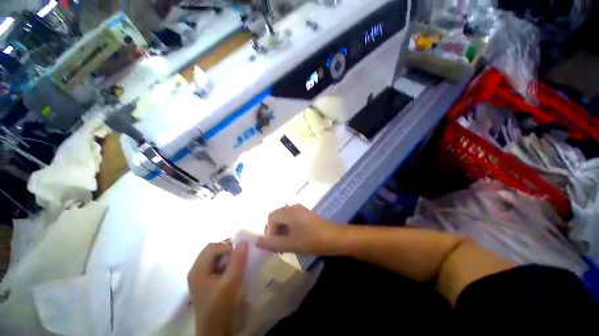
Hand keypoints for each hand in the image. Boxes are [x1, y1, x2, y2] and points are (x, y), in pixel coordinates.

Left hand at [188, 242, 247, 335]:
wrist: (215, 330)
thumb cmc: (220, 306)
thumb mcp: (231, 283)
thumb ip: (237, 261)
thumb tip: (244, 242)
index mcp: (198, 270)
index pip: (212, 247)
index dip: (227, 247)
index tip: (239, 254)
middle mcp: (196, 270)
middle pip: (212, 250)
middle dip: (227, 250)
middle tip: (239, 255)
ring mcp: (200, 276)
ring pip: (214, 256)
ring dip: (227, 256)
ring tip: (237, 262)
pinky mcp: (206, 281)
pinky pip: (216, 264)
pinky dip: (226, 263)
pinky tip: (233, 270)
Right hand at [256, 204, 343, 254]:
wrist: (335, 237)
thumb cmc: (311, 240)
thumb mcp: (289, 244)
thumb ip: (271, 243)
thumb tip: (256, 241)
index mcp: (288, 212)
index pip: (270, 218)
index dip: (269, 232)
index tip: (276, 244)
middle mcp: (293, 207)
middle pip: (276, 217)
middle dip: (275, 231)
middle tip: (280, 245)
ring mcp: (300, 210)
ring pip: (284, 219)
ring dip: (282, 230)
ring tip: (288, 244)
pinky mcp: (306, 214)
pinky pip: (292, 219)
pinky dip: (290, 228)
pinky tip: (296, 238)